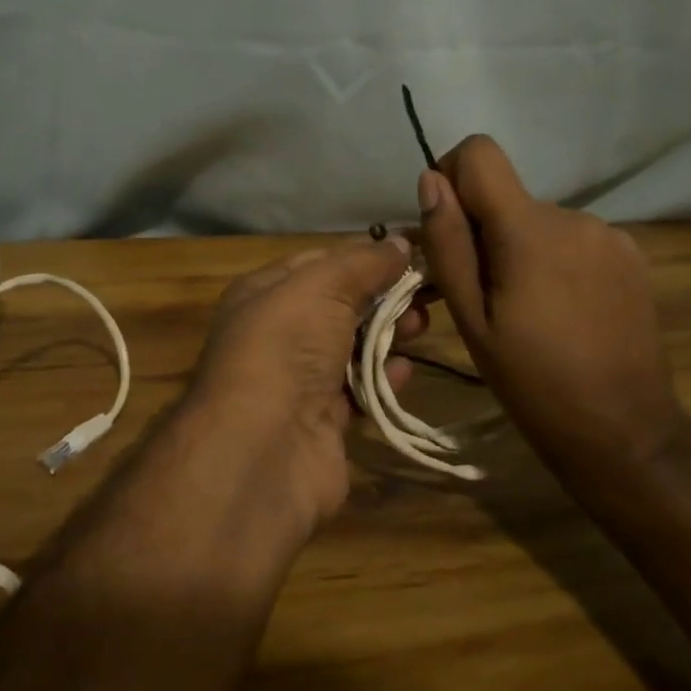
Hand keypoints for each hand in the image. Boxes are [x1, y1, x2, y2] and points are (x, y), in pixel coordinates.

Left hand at [184, 236, 426, 529]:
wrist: (263, 448)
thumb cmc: (286, 347)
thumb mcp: (322, 286)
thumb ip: (363, 262)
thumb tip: (401, 242)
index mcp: (265, 293)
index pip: (321, 262)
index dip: (365, 255)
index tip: (412, 252)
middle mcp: (278, 334)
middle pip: (340, 305)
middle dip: (383, 296)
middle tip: (427, 294)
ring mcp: (298, 380)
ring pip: (352, 348)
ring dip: (387, 335)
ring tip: (421, 327)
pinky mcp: (321, 422)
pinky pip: (358, 391)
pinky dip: (382, 379)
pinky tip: (404, 371)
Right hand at [416, 135, 680, 460]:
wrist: (624, 432)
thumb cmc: (533, 382)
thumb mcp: (472, 319)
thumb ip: (448, 243)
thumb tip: (430, 179)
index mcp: (529, 228)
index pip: (480, 153)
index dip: (452, 176)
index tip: (446, 227)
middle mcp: (573, 216)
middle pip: (508, 197)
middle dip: (485, 232)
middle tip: (480, 295)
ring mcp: (610, 235)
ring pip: (540, 221)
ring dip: (522, 250)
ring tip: (526, 311)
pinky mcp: (632, 256)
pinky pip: (574, 240)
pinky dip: (556, 261)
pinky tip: (563, 311)